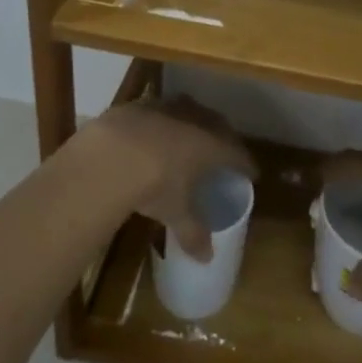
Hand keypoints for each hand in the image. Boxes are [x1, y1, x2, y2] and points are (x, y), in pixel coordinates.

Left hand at [78, 96, 252, 260]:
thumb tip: (206, 258)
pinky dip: (163, 120)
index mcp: (211, 145)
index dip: (246, 164)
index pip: (238, 153)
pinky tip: (155, 131)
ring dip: (194, 122)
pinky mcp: (139, 105)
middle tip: (224, 151)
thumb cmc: (154, 184)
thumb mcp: (175, 212)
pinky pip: (160, 110)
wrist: (109, 154)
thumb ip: (192, 232)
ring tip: (191, 136)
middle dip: (224, 138)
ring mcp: (167, 108)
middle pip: (218, 125)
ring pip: (189, 111)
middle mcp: (194, 120)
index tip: (252, 173)